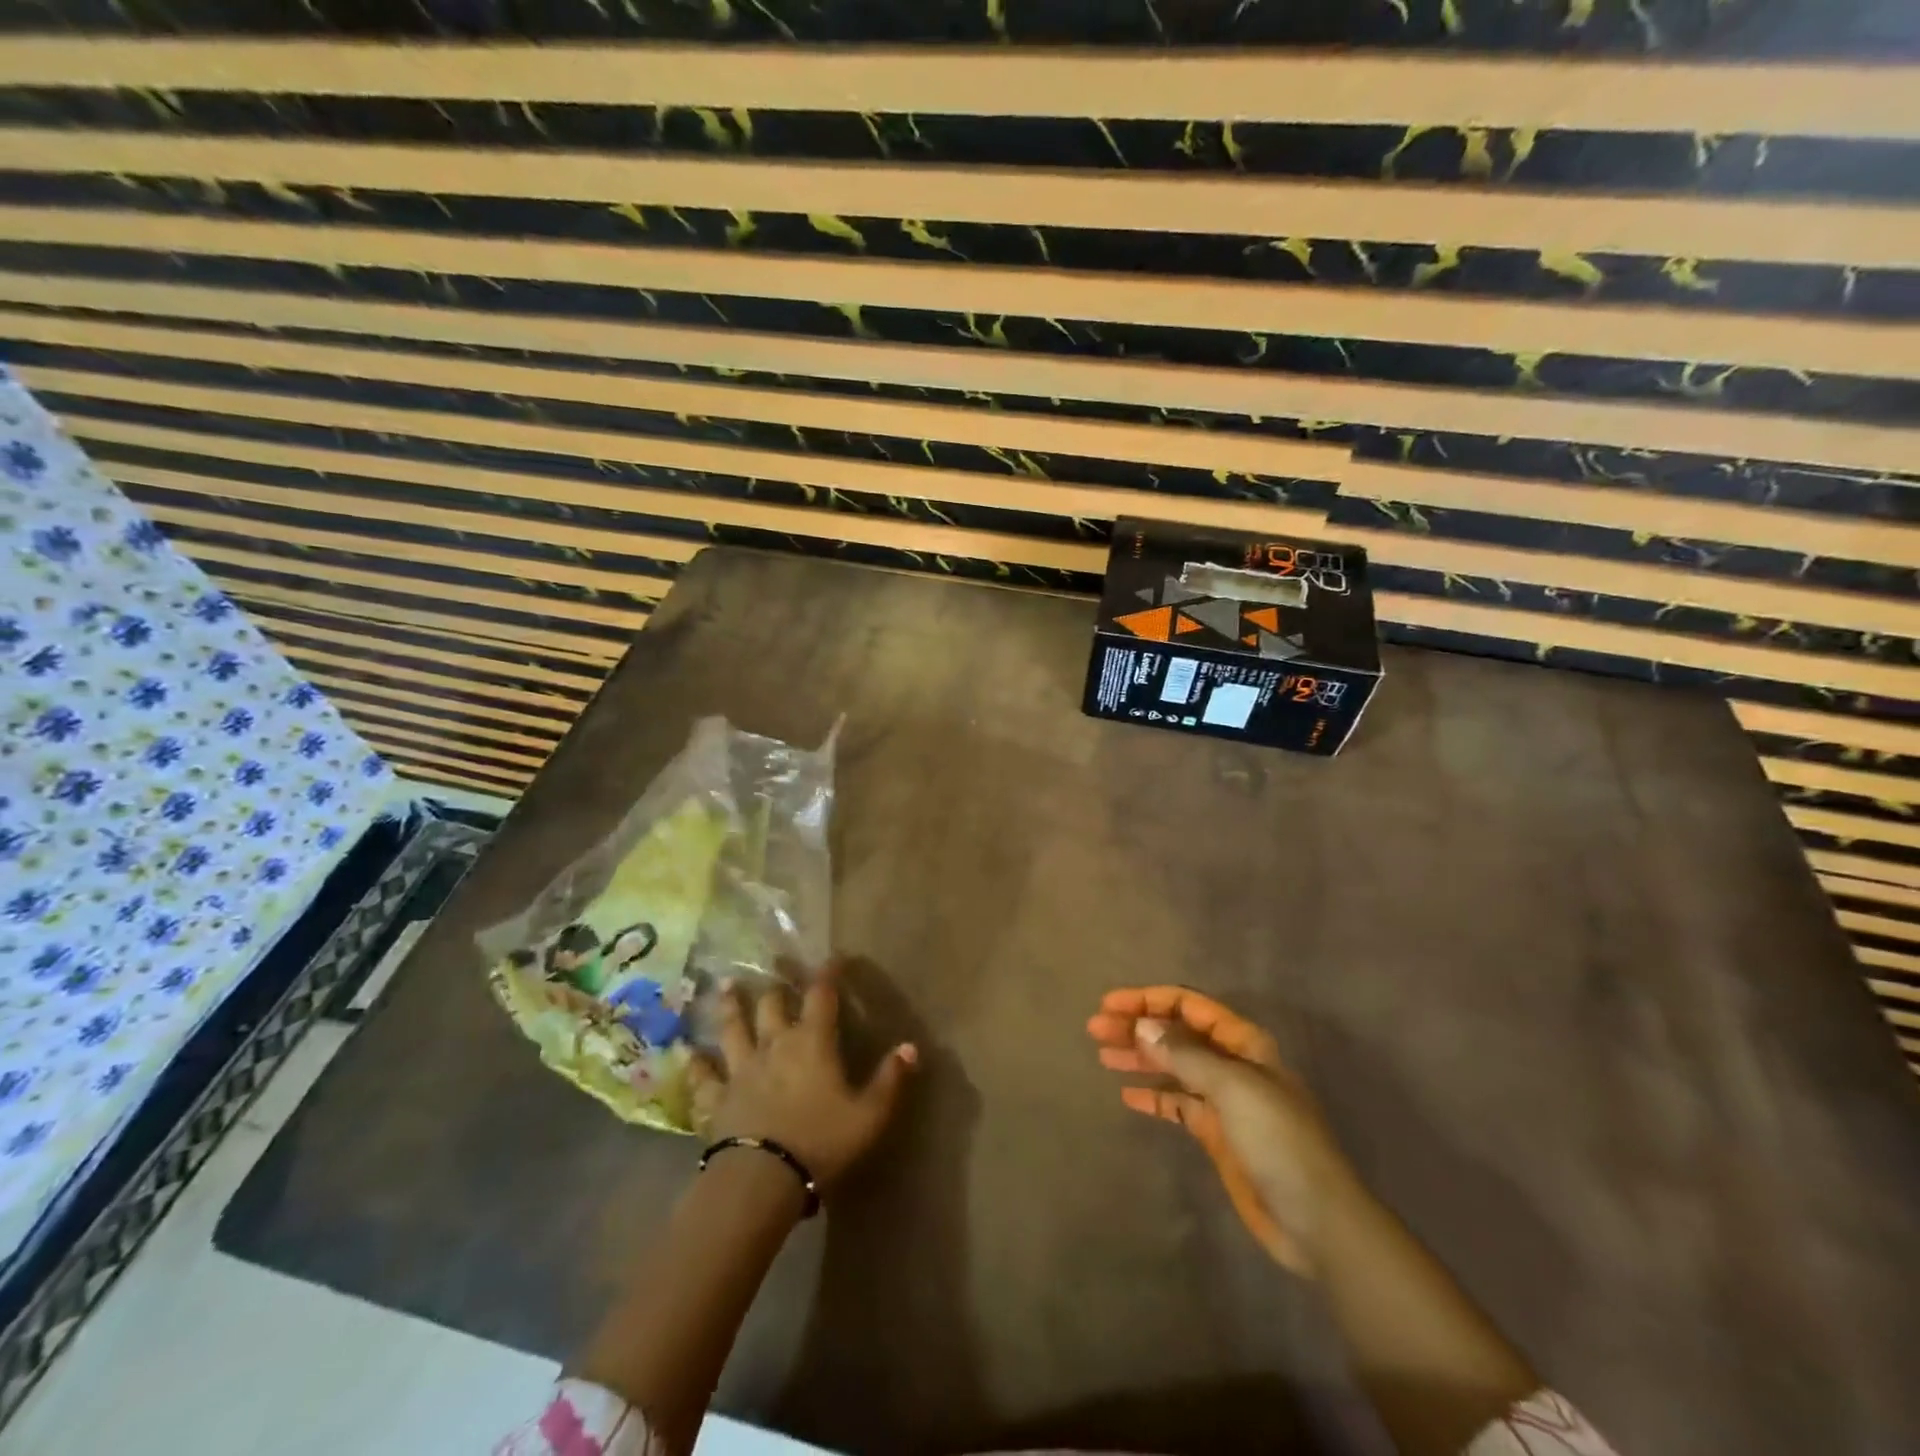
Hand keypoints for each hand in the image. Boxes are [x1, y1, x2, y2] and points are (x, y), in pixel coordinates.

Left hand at [700, 960, 916, 1188]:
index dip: (829, 973)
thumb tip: (910, 1046)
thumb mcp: (869, 1115)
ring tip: (727, 986)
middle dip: (776, 985)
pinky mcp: (716, 1098)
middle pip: (772, 1004)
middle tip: (774, 967)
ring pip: (733, 1028)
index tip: (834, 957)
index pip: (822, 995)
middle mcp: (774, 1044)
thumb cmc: (821, 1142)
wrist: (762, 1179)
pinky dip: (697, 1063)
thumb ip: (890, 1079)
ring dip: (731, 1006)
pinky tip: (689, 1053)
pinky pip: (704, 1076)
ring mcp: (741, 1069)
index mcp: (812, 1042)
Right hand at [1089, 986, 1358, 1275]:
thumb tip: (1142, 1027)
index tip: (1109, 1005)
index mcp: (1243, 1043)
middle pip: (1176, 1034)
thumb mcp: (1232, 1087)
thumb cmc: (1277, 1140)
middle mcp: (1232, 1063)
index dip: (1148, 1000)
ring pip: (1173, 1067)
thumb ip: (1184, 1055)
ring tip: (1103, 1056)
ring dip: (1140, 1058)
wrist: (1315, 1218)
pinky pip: (1177, 1104)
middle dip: (1137, 1027)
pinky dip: (1152, 1096)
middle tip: (1095, 1030)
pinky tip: (1127, 1096)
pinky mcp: (1217, 1133)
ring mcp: (1224, 1100)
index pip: (1188, 1006)